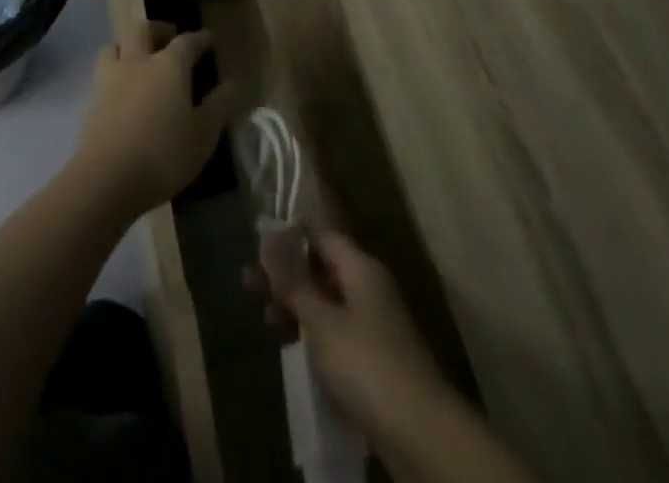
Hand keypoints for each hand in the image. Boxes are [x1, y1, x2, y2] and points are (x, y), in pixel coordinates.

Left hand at [73, 21, 238, 216]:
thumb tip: (236, 83)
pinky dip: (113, 73)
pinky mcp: (91, 101)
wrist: (106, 179)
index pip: (187, 41)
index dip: (200, 38)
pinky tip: (120, 90)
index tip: (209, 38)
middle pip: (142, 29)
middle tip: (169, 38)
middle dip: (157, 29)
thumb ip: (220, 105)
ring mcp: (110, 79)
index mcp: (169, 65)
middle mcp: (138, 62)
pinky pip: (102, 74)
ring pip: (115, 45)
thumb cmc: (163, 153)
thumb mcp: (203, 134)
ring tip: (138, 58)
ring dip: (128, 45)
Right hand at [247, 230, 449, 437]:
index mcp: (361, 267)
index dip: (290, 237)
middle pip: (322, 268)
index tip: (258, 247)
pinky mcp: (375, 358)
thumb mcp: (321, 320)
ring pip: (328, 302)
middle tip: (249, 284)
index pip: (321, 236)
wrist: (419, 431)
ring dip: (297, 306)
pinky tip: (293, 347)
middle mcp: (369, 287)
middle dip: (287, 275)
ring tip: (266, 319)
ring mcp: (375, 323)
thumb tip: (269, 239)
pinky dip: (314, 333)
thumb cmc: (365, 362)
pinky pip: (337, 331)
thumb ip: (293, 281)